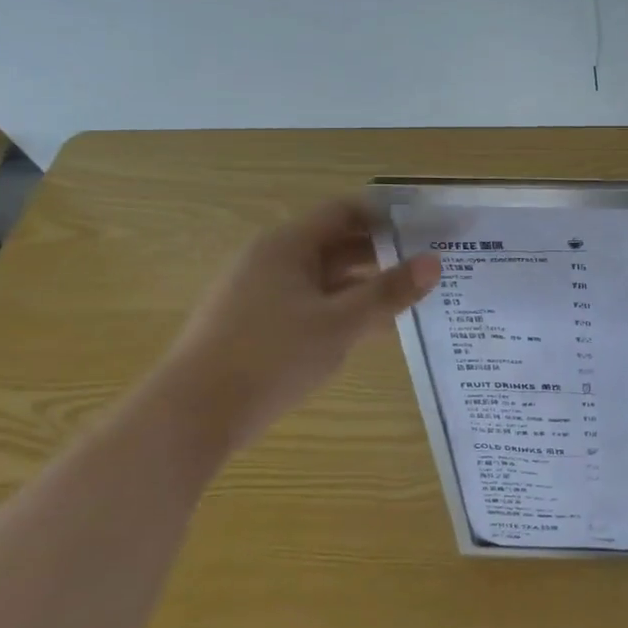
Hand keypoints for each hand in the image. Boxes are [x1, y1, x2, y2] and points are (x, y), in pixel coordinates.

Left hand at [156, 198, 439, 448]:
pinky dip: (345, 309)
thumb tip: (434, 262)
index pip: (346, 212)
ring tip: (413, 297)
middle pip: (338, 242)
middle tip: (430, 264)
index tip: (427, 227)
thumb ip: (389, 292)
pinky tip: (377, 330)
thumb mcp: (340, 323)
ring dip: (368, 284)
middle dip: (384, 252)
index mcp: (288, 245)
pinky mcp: (259, 324)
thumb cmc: (270, 357)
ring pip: (328, 277)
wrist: (193, 415)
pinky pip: (313, 303)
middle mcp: (273, 260)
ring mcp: (263, 293)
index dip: (387, 215)